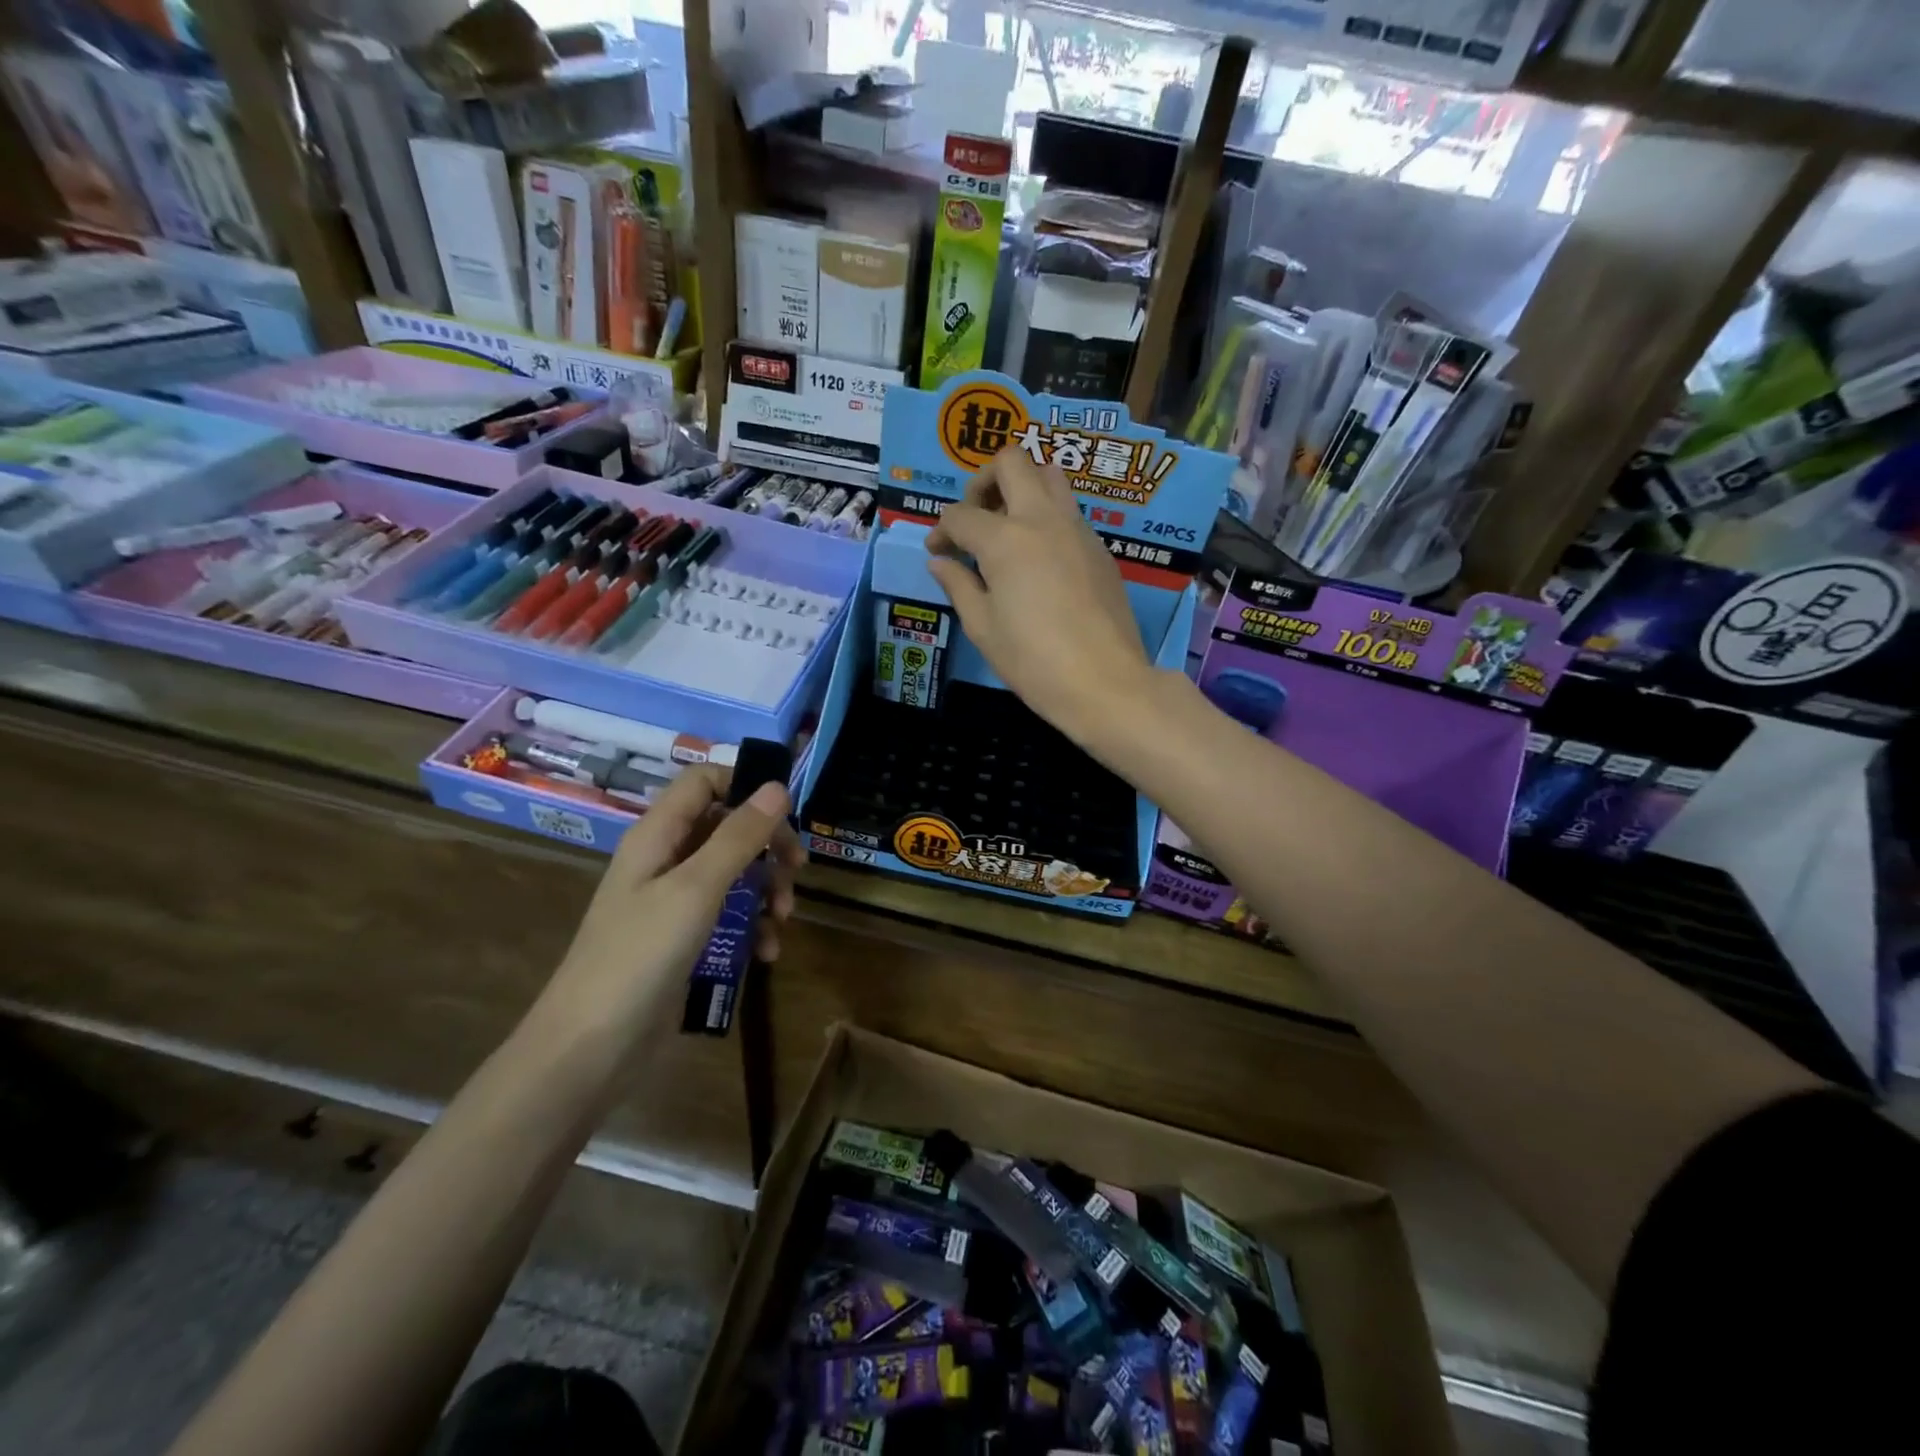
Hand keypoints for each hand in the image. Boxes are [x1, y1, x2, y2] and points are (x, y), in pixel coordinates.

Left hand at [540, 765, 802, 1043]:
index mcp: (658, 835)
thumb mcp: (696, 890)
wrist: (590, 1050)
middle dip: (767, 845)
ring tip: (783, 918)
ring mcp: (673, 903)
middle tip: (798, 870)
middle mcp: (665, 860)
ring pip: (733, 873)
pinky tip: (766, 953)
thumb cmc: (640, 956)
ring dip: (765, 889)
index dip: (744, 785)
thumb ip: (739, 837)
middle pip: (726, 827)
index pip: (703, 782)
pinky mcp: (683, 940)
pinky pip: (727, 915)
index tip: (786, 812)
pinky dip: (752, 927)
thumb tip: (778, 787)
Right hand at [925, 448, 1152, 740]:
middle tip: (976, 518)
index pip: (961, 515)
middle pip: (1012, 462)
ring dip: (1022, 489)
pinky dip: (1046, 518)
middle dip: (984, 480)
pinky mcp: (1099, 549)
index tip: (938, 553)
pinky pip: (1069, 512)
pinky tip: (1039, 560)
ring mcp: (1077, 529)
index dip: (941, 530)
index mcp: (1005, 539)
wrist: (1104, 682)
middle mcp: (1042, 519)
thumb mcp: (983, 628)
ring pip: (1049, 476)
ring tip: (1008, 530)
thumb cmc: (1033, 661)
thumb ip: (958, 586)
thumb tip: (940, 562)